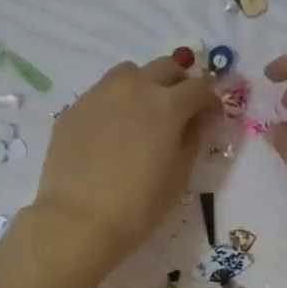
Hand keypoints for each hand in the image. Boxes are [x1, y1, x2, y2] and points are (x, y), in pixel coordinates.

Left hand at [31, 56, 218, 270]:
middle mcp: (135, 87)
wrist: (78, 219)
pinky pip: (102, 93)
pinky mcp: (75, 108)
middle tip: (181, 107)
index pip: (199, 87)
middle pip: (165, 68)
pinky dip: (115, 103)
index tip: (211, 116)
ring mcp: (100, 93)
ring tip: (143, 112)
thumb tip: (199, 119)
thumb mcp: (178, 175)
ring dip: (144, 84)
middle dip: (179, 83)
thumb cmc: (139, 204)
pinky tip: (112, 131)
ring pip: (130, 73)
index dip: (210, 100)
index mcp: (167, 104)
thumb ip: (193, 139)